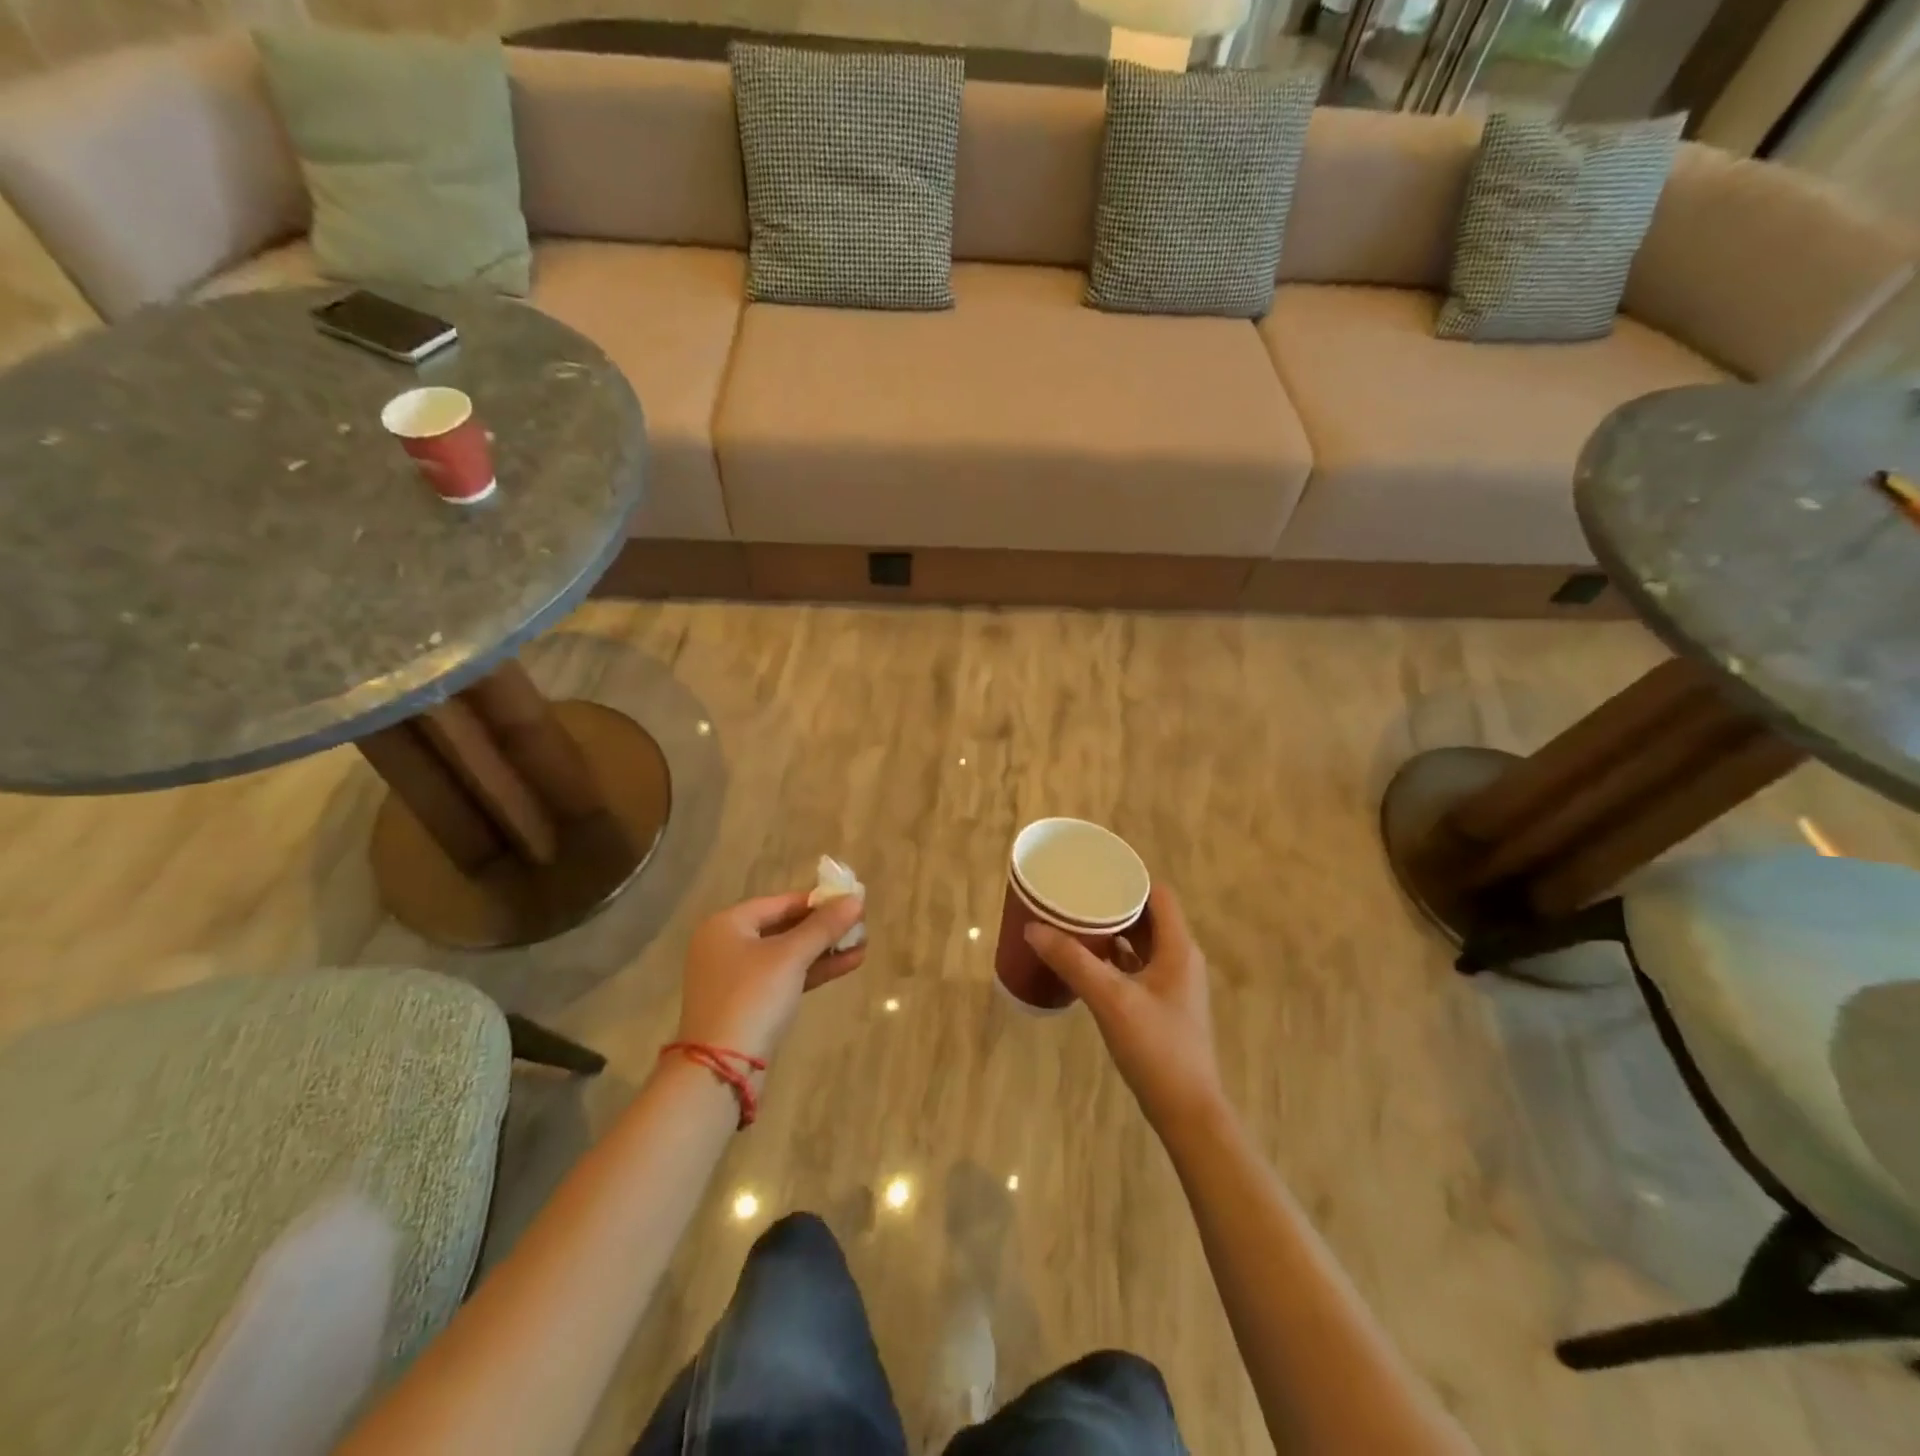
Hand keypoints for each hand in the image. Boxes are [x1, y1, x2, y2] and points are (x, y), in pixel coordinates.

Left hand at [674, 891, 865, 1068]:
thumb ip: (823, 926)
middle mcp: (727, 945)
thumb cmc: (752, 997)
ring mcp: (736, 977)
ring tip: (863, 945)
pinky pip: (785, 977)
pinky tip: (849, 964)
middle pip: (784, 927)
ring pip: (788, 955)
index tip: (850, 901)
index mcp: (726, 925)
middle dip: (824, 928)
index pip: (780, 902)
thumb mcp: (790, 956)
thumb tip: (856, 899)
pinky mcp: (749, 1004)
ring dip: (824, 950)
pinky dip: (813, 970)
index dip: (817, 900)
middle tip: (860, 924)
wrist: (721, 1068)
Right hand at [1026, 883, 1223, 1128]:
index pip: (1158, 895)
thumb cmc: (1156, 1048)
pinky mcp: (1162, 1006)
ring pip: (1141, 944)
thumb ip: (1073, 961)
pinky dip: (1114, 959)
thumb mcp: (1111, 1000)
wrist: (1187, 1111)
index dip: (1129, 880)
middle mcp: (1179, 959)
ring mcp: (1172, 984)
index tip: (1094, 873)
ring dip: (1112, 932)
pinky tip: (1085, 962)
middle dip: (1113, 904)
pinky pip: (1136, 968)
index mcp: (1178, 948)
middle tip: (1075, 897)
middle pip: (1147, 917)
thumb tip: (1034, 928)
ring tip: (1074, 923)